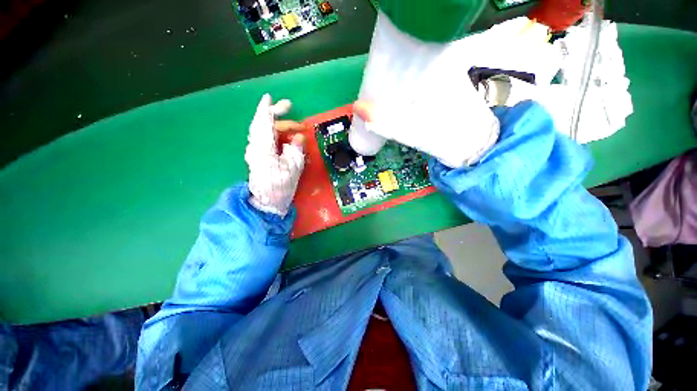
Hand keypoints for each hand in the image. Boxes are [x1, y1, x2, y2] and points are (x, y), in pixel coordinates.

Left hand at [245, 94, 305, 216]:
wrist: (266, 202)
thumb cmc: (281, 186)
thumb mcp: (294, 168)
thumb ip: (296, 149)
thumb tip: (299, 137)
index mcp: (264, 148)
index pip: (263, 122)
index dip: (268, 109)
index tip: (272, 97)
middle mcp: (256, 147)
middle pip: (263, 124)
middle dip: (277, 116)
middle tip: (292, 113)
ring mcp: (254, 152)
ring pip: (263, 131)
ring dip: (277, 125)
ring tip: (293, 128)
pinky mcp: (257, 157)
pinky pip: (263, 138)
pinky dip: (273, 133)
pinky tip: (282, 135)